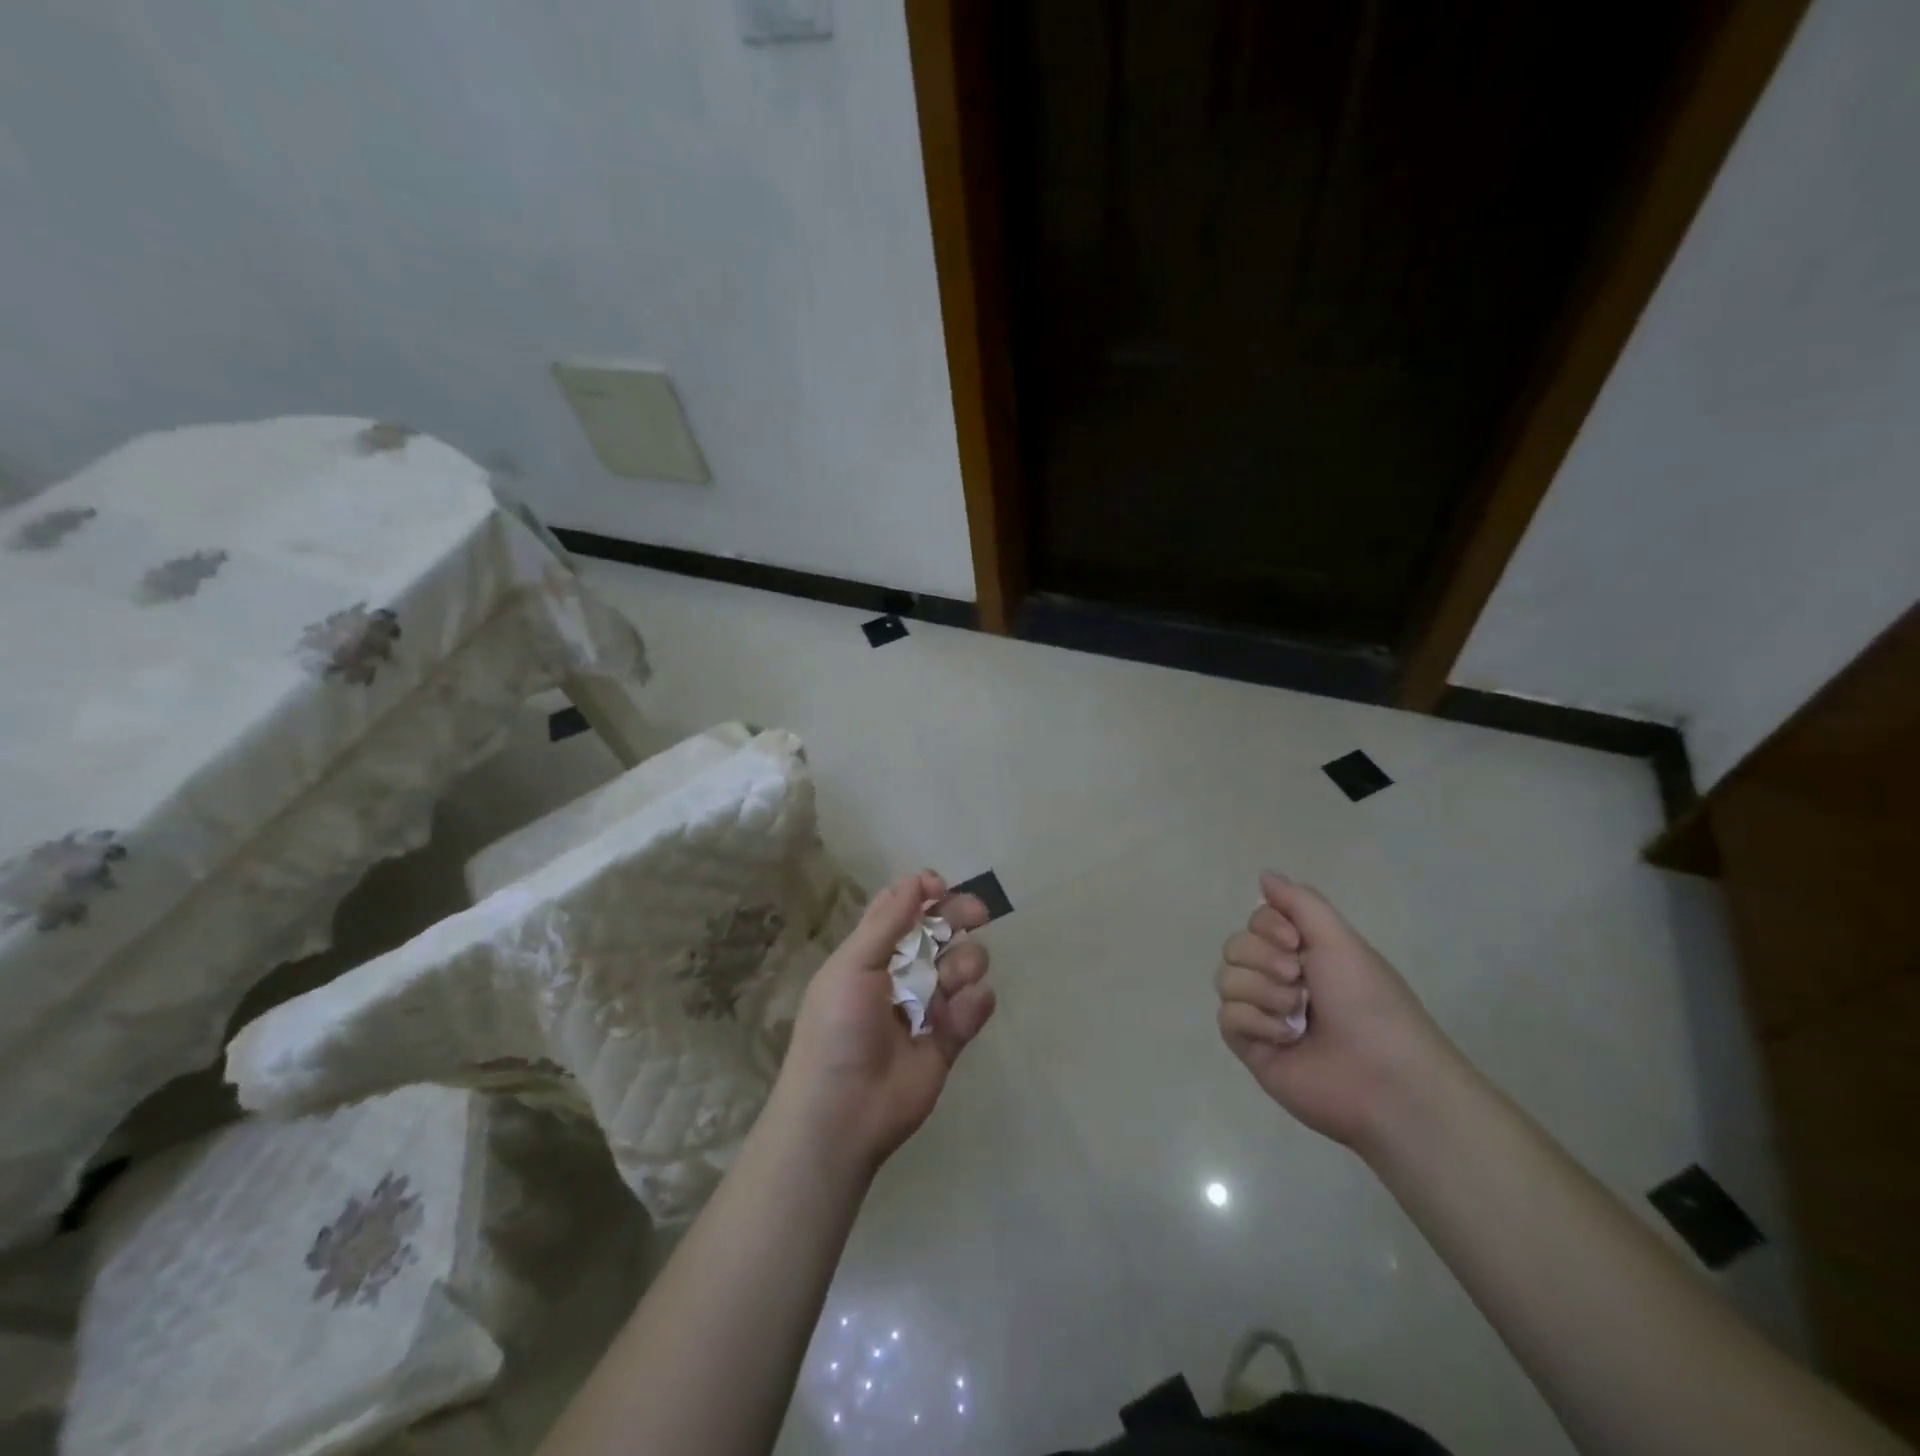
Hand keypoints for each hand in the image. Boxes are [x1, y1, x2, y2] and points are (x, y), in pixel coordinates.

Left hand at [773, 870, 995, 1173]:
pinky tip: (964, 1008)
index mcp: (871, 952)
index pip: (901, 909)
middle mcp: (901, 973)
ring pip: (962, 966)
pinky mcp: (948, 1041)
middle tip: (978, 914)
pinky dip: (975, 1004)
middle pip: (939, 931)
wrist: (842, 1113)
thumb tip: (917, 878)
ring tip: (952, 980)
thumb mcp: (852, 966)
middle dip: (959, 916)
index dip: (923, 892)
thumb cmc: (837, 1028)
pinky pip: (973, 1009)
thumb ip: (888, 922)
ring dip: (965, 963)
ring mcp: (927, 1006)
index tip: (940, 887)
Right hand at [1215, 872, 1465, 1153]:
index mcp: (1304, 954)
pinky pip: (1227, 1017)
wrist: (1384, 1079)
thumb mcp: (1340, 940)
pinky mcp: (1251, 1047)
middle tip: (1299, 980)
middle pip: (1235, 947)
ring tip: (1297, 1015)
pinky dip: (1256, 1022)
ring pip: (1226, 980)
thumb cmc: (1368, 1003)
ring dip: (1263, 993)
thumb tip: (1265, 874)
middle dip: (1263, 959)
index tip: (1293, 940)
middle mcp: (1279, 979)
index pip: (1256, 921)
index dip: (1267, 927)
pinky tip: (1286, 1037)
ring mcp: (1263, 1014)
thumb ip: (1300, 902)